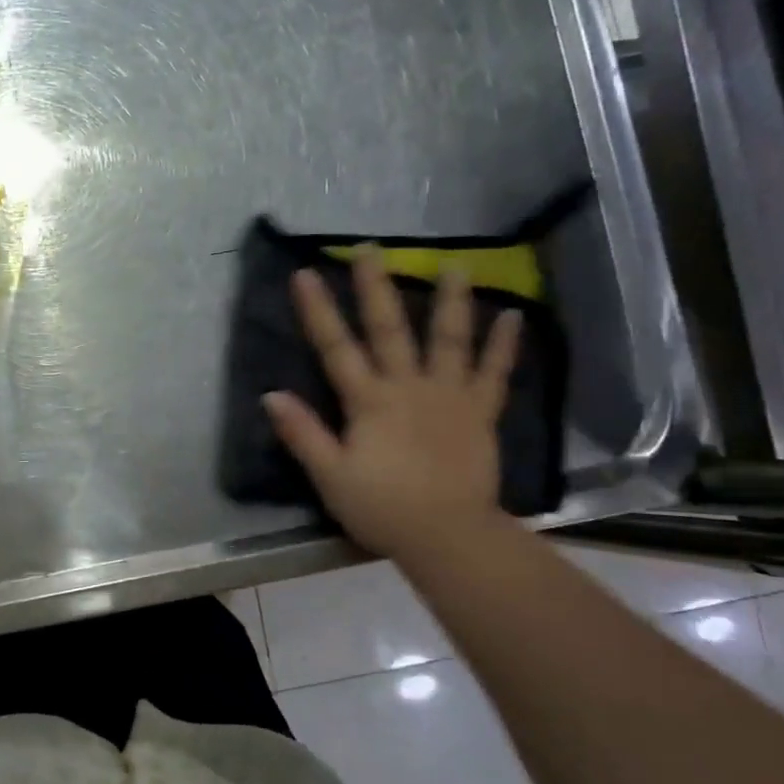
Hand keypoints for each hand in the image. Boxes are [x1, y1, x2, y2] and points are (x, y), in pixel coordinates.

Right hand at [263, 253, 520, 562]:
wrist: (447, 535)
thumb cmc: (381, 507)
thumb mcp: (330, 475)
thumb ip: (303, 433)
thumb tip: (271, 394)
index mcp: (368, 402)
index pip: (336, 349)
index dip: (319, 311)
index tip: (306, 274)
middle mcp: (408, 387)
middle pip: (389, 330)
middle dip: (375, 287)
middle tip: (370, 248)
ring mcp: (448, 396)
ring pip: (448, 340)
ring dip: (450, 302)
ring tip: (455, 266)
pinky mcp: (479, 413)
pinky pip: (494, 374)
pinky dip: (503, 346)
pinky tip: (513, 316)